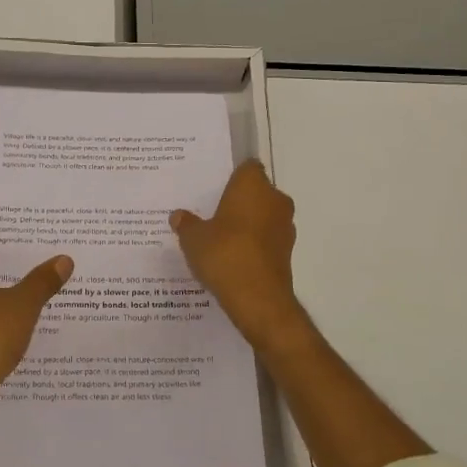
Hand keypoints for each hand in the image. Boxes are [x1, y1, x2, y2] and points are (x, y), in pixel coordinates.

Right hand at [170, 161, 306, 349]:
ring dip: (247, 224)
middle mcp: (275, 199)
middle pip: (256, 192)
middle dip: (238, 201)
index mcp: (253, 185)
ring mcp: (285, 226)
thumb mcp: (193, 238)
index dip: (232, 176)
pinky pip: (267, 239)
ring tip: (220, 239)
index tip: (215, 188)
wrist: (257, 298)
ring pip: (263, 216)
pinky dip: (254, 244)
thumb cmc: (224, 254)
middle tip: (212, 213)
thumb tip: (178, 216)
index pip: (247, 167)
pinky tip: (233, 258)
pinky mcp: (287, 251)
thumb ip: (186, 224)